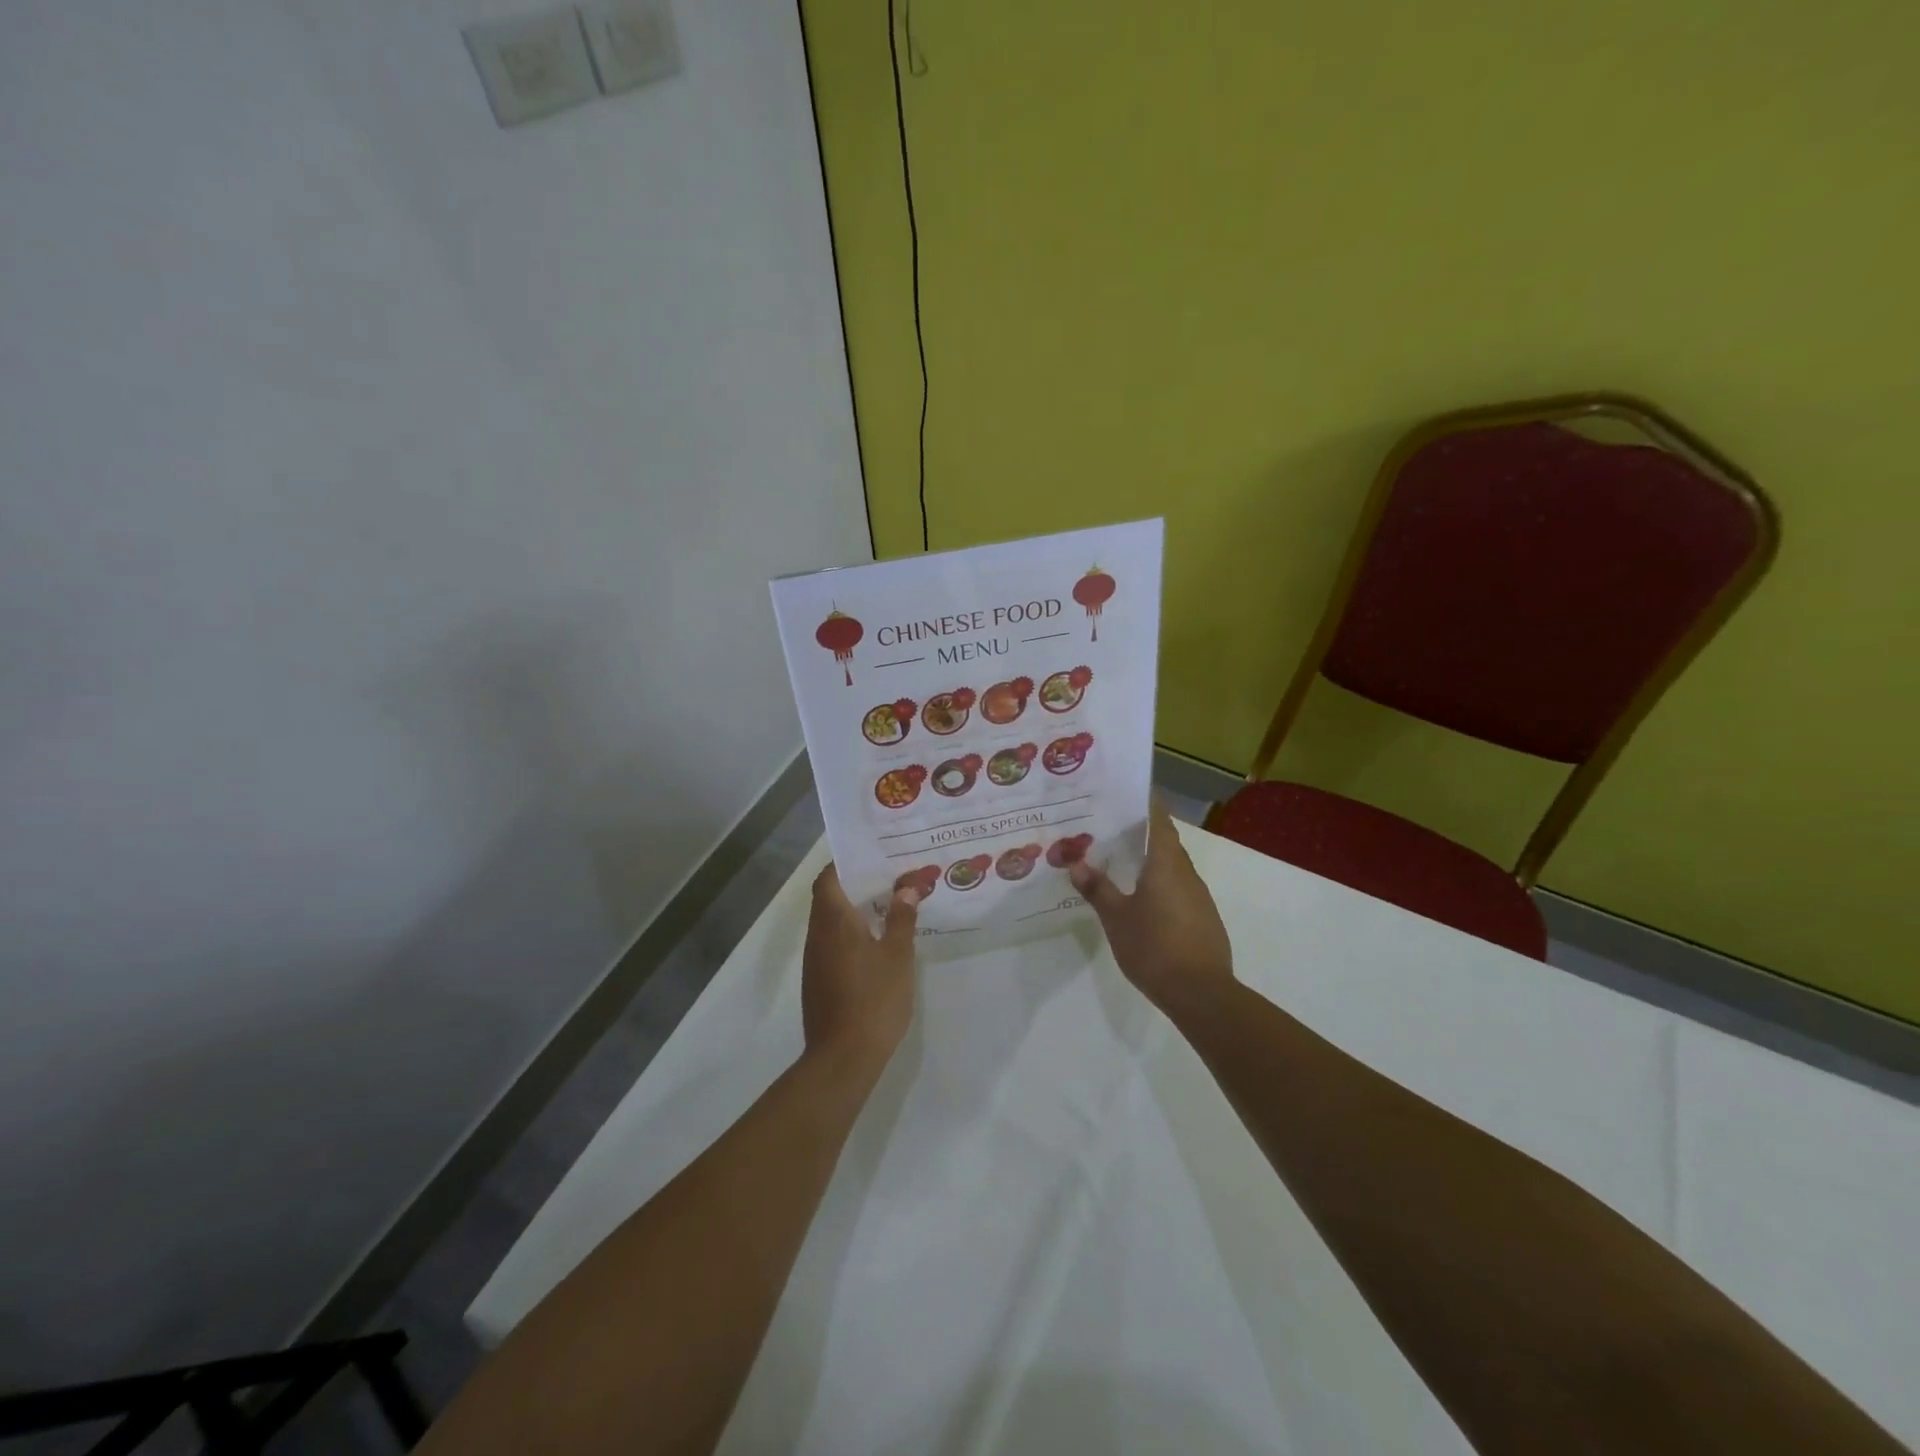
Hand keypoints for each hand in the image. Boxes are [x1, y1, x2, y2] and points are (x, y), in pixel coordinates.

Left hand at [801, 865, 919, 1070]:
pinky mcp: (818, 981)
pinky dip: (851, 935)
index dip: (845, 864)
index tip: (872, 858)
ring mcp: (815, 960)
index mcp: (833, 921)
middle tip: (890, 879)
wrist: (842, 1057)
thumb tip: (905, 889)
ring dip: (854, 912)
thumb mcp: (897, 955)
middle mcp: (817, 935)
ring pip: (831, 922)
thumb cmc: (873, 999)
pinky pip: (832, 944)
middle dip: (856, 886)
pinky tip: (877, 944)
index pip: (828, 878)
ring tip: (888, 907)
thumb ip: (900, 919)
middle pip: (829, 898)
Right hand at [1070, 798, 1234, 1017]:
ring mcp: (1199, 896)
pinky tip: (1140, 899)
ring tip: (1119, 862)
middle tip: (1108, 828)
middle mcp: (1187, 872)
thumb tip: (1077, 863)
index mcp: (1167, 863)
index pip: (1159, 819)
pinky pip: (1178, 889)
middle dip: (1140, 832)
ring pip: (1171, 867)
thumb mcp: (1116, 918)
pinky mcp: (1203, 918)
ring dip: (1150, 860)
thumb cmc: (1154, 946)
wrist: (1201, 993)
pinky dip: (1159, 884)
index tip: (1124, 793)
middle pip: (1165, 841)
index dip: (1144, 803)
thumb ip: (1098, 888)